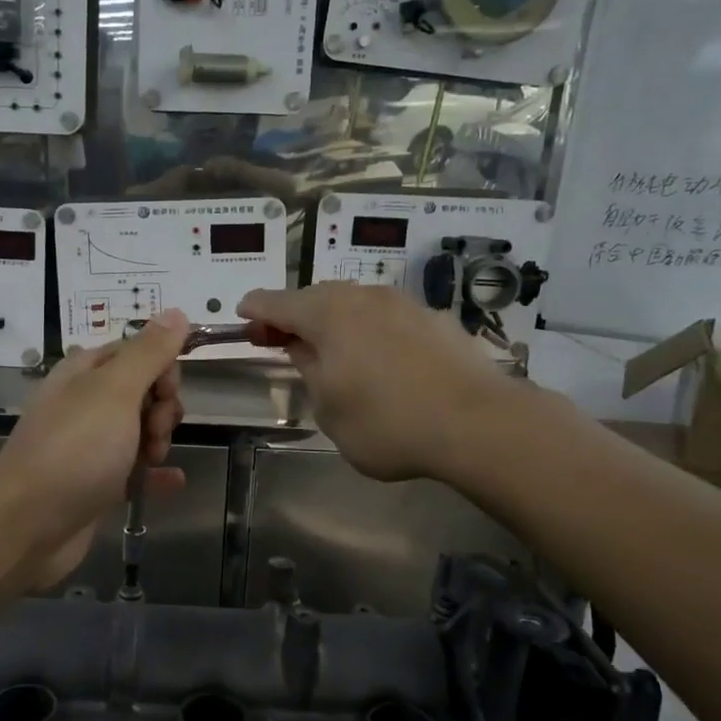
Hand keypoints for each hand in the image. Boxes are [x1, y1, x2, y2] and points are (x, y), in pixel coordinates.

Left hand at [0, 311, 190, 591]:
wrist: (27, 525)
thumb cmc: (74, 450)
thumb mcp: (115, 391)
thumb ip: (149, 352)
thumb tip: (176, 311)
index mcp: (85, 372)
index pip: (138, 352)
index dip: (162, 369)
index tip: (165, 393)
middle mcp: (85, 403)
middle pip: (143, 392)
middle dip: (161, 409)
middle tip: (153, 434)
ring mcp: (89, 445)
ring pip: (141, 430)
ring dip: (158, 441)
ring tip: (150, 460)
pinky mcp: (95, 483)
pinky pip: (135, 471)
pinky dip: (154, 474)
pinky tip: (173, 481)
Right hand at [238, 285, 514, 482]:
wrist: (478, 423)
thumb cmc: (388, 422)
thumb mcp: (329, 409)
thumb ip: (309, 371)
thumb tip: (304, 349)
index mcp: (328, 315)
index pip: (277, 302)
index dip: (255, 309)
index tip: (242, 316)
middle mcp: (363, 297)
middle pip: (316, 297)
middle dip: (294, 315)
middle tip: (281, 339)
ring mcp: (403, 304)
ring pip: (355, 303)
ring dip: (334, 321)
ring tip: (330, 349)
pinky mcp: (435, 319)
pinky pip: (387, 317)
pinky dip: (370, 330)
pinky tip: (378, 357)